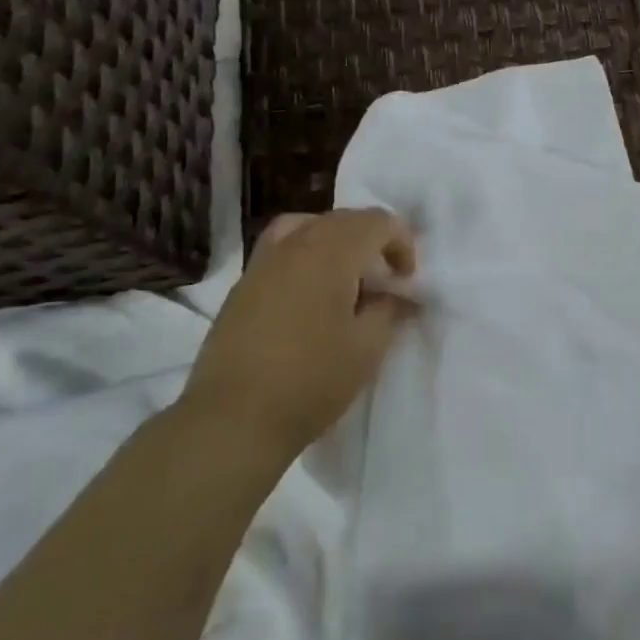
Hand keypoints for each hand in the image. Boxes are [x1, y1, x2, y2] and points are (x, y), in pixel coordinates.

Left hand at [177, 209, 416, 464]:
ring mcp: (262, 263)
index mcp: (330, 252)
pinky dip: (307, 256)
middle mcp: (294, 245)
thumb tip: (397, 295)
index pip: (376, 221)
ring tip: (347, 279)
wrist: (233, 419)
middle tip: (385, 280)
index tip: (406, 280)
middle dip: (372, 240)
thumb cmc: (311, 380)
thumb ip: (390, 310)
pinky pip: (283, 250)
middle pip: (342, 220)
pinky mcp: (242, 287)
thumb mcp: (368, 348)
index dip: (401, 243)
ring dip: (337, 243)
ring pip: (308, 228)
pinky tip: (312, 296)